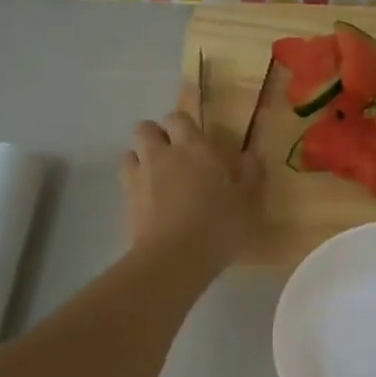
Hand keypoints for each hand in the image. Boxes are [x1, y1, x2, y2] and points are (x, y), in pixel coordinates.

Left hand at [122, 111, 262, 266]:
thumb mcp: (248, 204)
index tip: (196, 142)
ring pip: (130, 153)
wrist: (175, 258)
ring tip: (157, 178)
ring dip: (141, 159)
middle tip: (174, 157)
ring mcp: (139, 177)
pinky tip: (150, 204)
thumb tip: (249, 156)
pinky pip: (126, 182)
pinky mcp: (126, 201)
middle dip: (156, 137)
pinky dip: (134, 186)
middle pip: (146, 129)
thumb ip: (249, 176)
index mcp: (195, 149)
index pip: (178, 118)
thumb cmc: (219, 227)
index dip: (183, 126)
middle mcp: (162, 155)